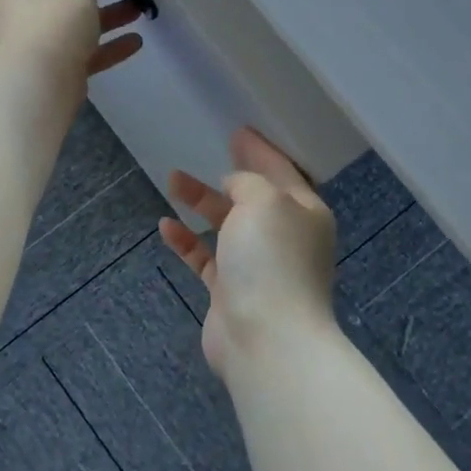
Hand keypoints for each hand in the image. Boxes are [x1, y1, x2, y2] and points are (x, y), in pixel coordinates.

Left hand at [0, 0, 143, 85]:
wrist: (40, 79)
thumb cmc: (53, 16)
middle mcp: (15, 11)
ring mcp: (31, 43)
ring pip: (72, 24)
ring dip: (106, 17)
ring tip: (138, 9)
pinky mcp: (49, 69)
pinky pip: (79, 52)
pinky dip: (104, 46)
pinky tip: (135, 42)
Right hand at [159, 128, 340, 382]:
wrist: (266, 339)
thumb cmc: (272, 260)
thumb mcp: (264, 201)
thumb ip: (248, 183)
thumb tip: (235, 186)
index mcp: (305, 213)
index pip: (282, 171)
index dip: (260, 150)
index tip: (239, 131)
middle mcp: (285, 238)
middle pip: (254, 197)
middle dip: (230, 175)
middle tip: (210, 151)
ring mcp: (258, 267)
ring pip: (226, 225)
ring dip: (201, 202)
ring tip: (172, 180)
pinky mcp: (230, 292)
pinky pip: (206, 257)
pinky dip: (187, 241)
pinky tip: (166, 226)